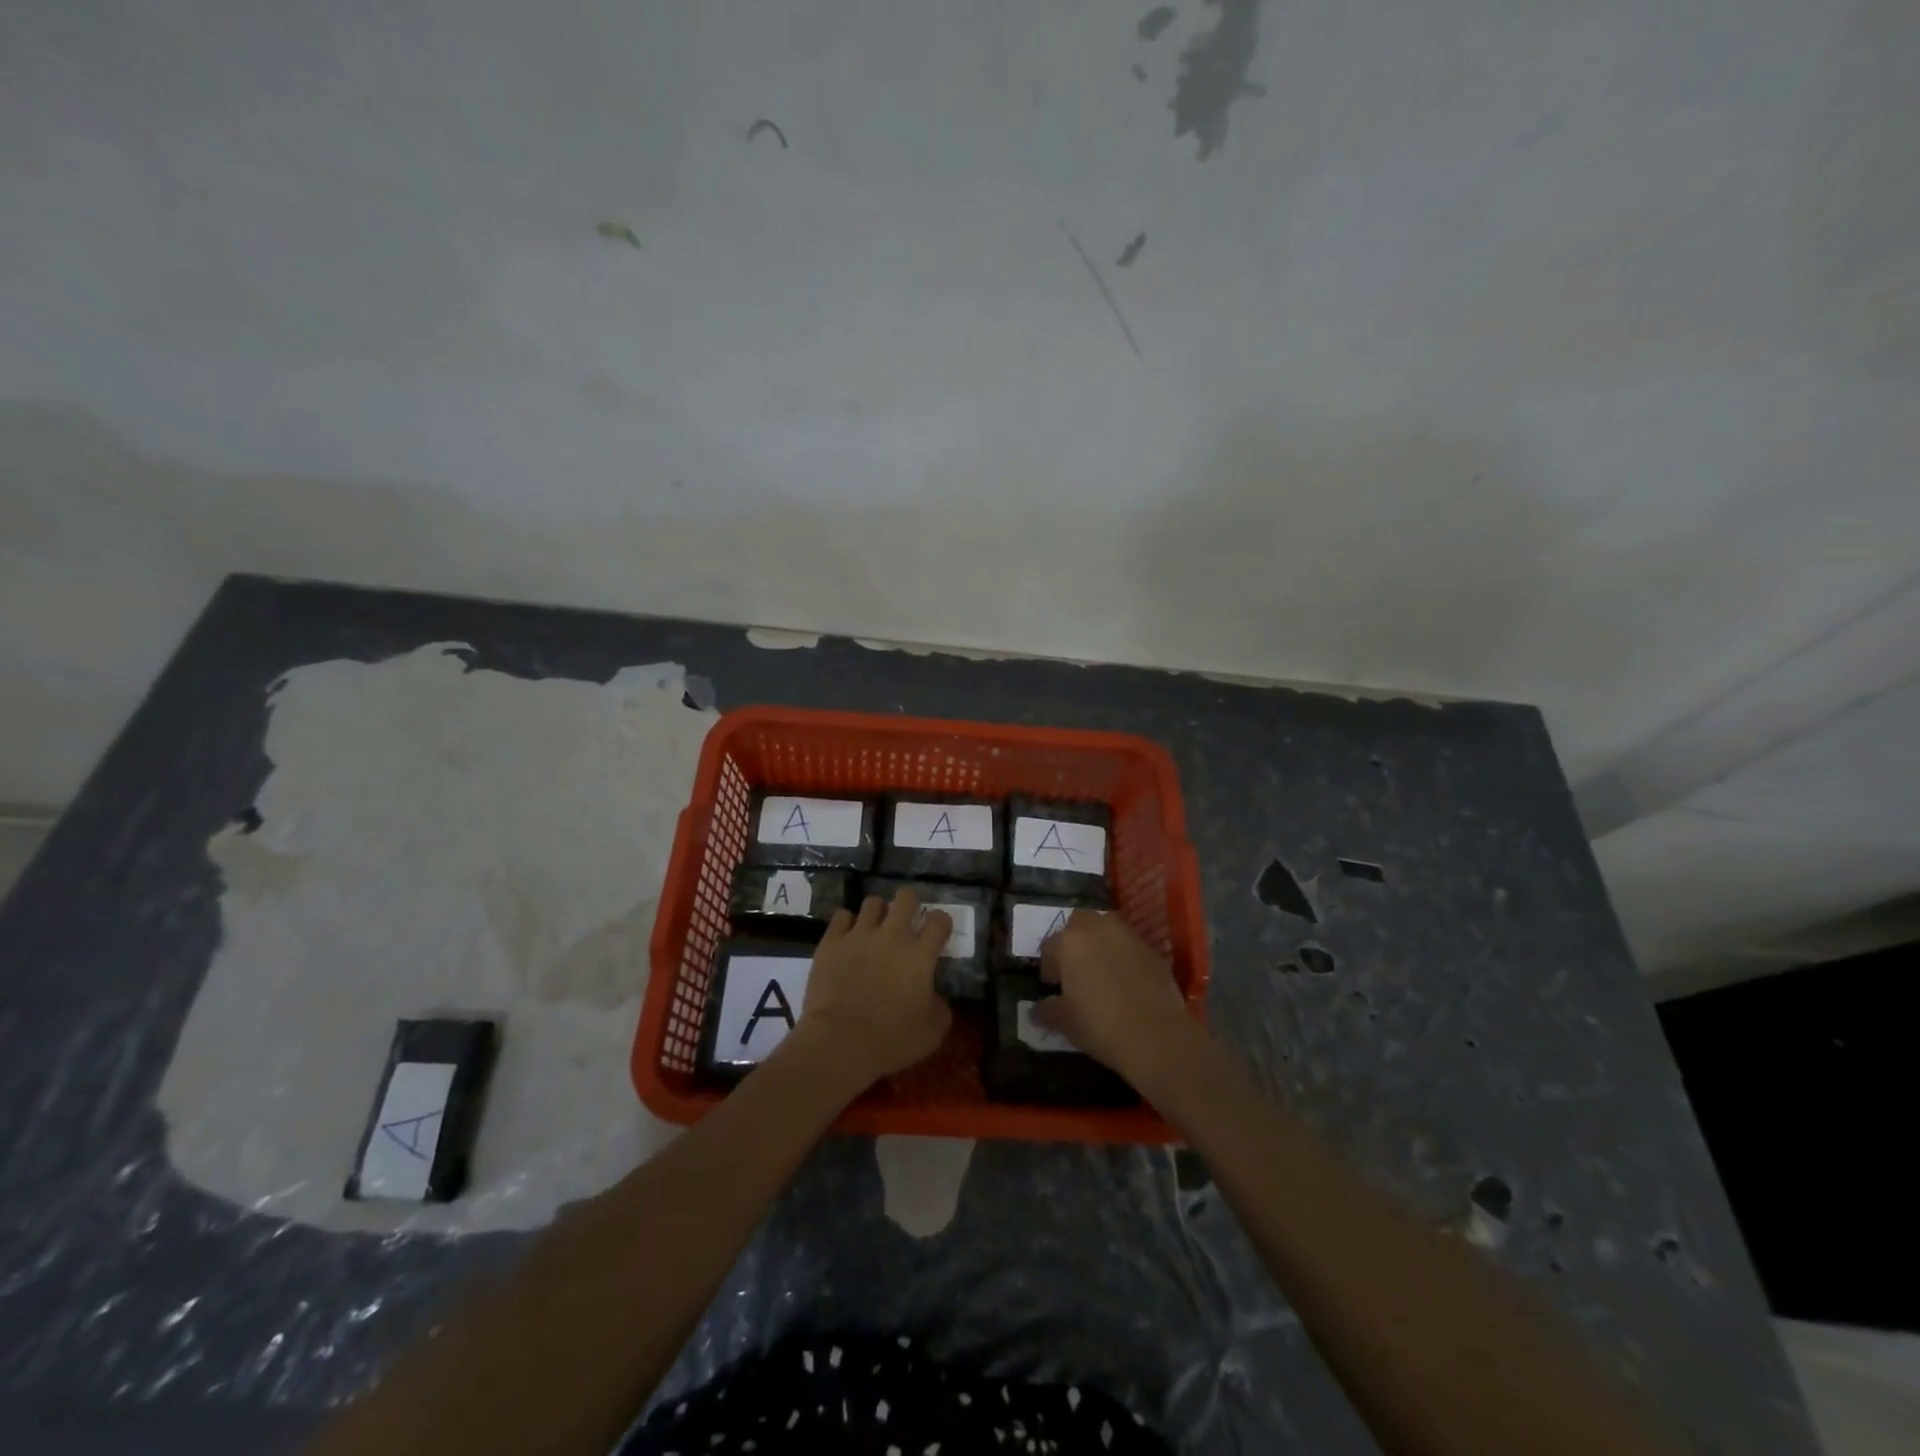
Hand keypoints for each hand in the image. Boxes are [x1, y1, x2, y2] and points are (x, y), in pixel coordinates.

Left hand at [792, 887, 953, 1090]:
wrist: (840, 1043)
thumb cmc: (891, 1040)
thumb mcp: (932, 1032)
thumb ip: (940, 1007)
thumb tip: (935, 997)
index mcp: (920, 955)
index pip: (939, 920)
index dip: (941, 922)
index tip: (938, 932)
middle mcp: (893, 936)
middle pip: (906, 897)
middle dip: (909, 903)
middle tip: (906, 920)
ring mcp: (860, 935)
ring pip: (872, 902)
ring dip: (878, 912)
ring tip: (875, 927)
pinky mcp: (832, 942)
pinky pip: (842, 916)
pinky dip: (847, 922)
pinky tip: (847, 936)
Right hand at [1035, 910, 1197, 1086]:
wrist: (1156, 1036)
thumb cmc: (1100, 1025)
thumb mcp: (1065, 1022)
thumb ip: (1047, 1010)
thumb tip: (1037, 1009)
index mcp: (1070, 942)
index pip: (1049, 946)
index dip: (1048, 967)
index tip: (1052, 986)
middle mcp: (1098, 928)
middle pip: (1078, 924)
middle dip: (1073, 942)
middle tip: (1075, 970)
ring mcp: (1128, 936)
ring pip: (1107, 929)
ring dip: (1100, 943)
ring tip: (1100, 971)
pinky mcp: (1153, 950)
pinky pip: (1130, 946)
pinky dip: (1124, 956)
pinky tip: (1126, 981)